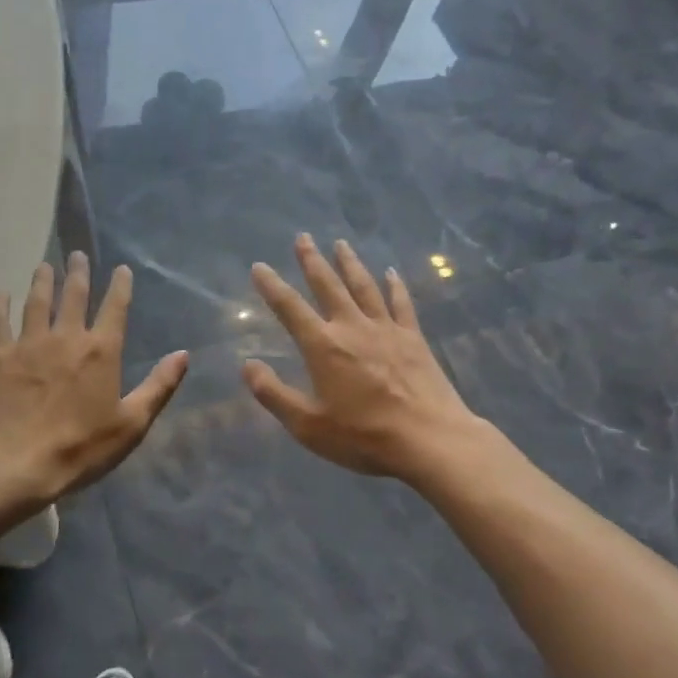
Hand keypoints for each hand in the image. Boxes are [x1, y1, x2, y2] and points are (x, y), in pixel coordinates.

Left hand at [0, 253, 187, 506]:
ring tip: (44, 266)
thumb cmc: (81, 448)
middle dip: (78, 272)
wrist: (18, 463)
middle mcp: (66, 337)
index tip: (121, 269)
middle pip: (74, 295)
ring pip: (37, 301)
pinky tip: (0, 294)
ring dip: (42, 281)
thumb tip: (183, 354)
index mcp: (101, 351)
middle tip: (77, 255)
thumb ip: (159, 386)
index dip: (120, 286)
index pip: (114, 308)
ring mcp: (29, 343)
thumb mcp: (132, 424)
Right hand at [243, 234, 482, 483]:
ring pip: (364, 286)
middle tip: (302, 237)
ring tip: (340, 243)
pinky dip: (394, 286)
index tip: (259, 266)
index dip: (272, 286)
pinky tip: (391, 273)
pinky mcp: (413, 338)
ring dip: (350, 263)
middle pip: (328, 285)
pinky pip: (401, 303)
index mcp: (323, 346)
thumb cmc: (364, 436)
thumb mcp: (308, 425)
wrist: (430, 440)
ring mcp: (386, 329)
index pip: (290, 308)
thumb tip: (247, 366)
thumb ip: (274, 394)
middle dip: (312, 260)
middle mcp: (352, 327)